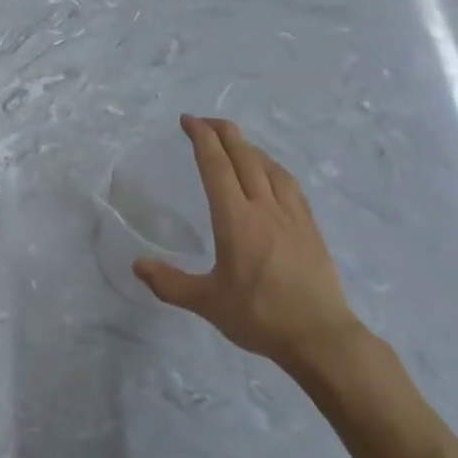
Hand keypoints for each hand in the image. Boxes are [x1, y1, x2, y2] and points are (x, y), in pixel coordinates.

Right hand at [134, 116, 367, 378]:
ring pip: (270, 167)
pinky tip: (270, 175)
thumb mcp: (206, 302)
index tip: (187, 121)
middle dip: (223, 132)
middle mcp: (265, 208)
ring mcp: (292, 216)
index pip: (216, 166)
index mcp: (236, 220)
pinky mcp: (309, 228)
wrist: (320, 337)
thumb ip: (169, 283)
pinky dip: (272, 168)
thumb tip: (137, 264)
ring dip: (248, 148)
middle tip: (204, 121)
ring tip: (234, 144)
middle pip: (244, 157)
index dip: (201, 138)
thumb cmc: (260, 316)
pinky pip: (289, 184)